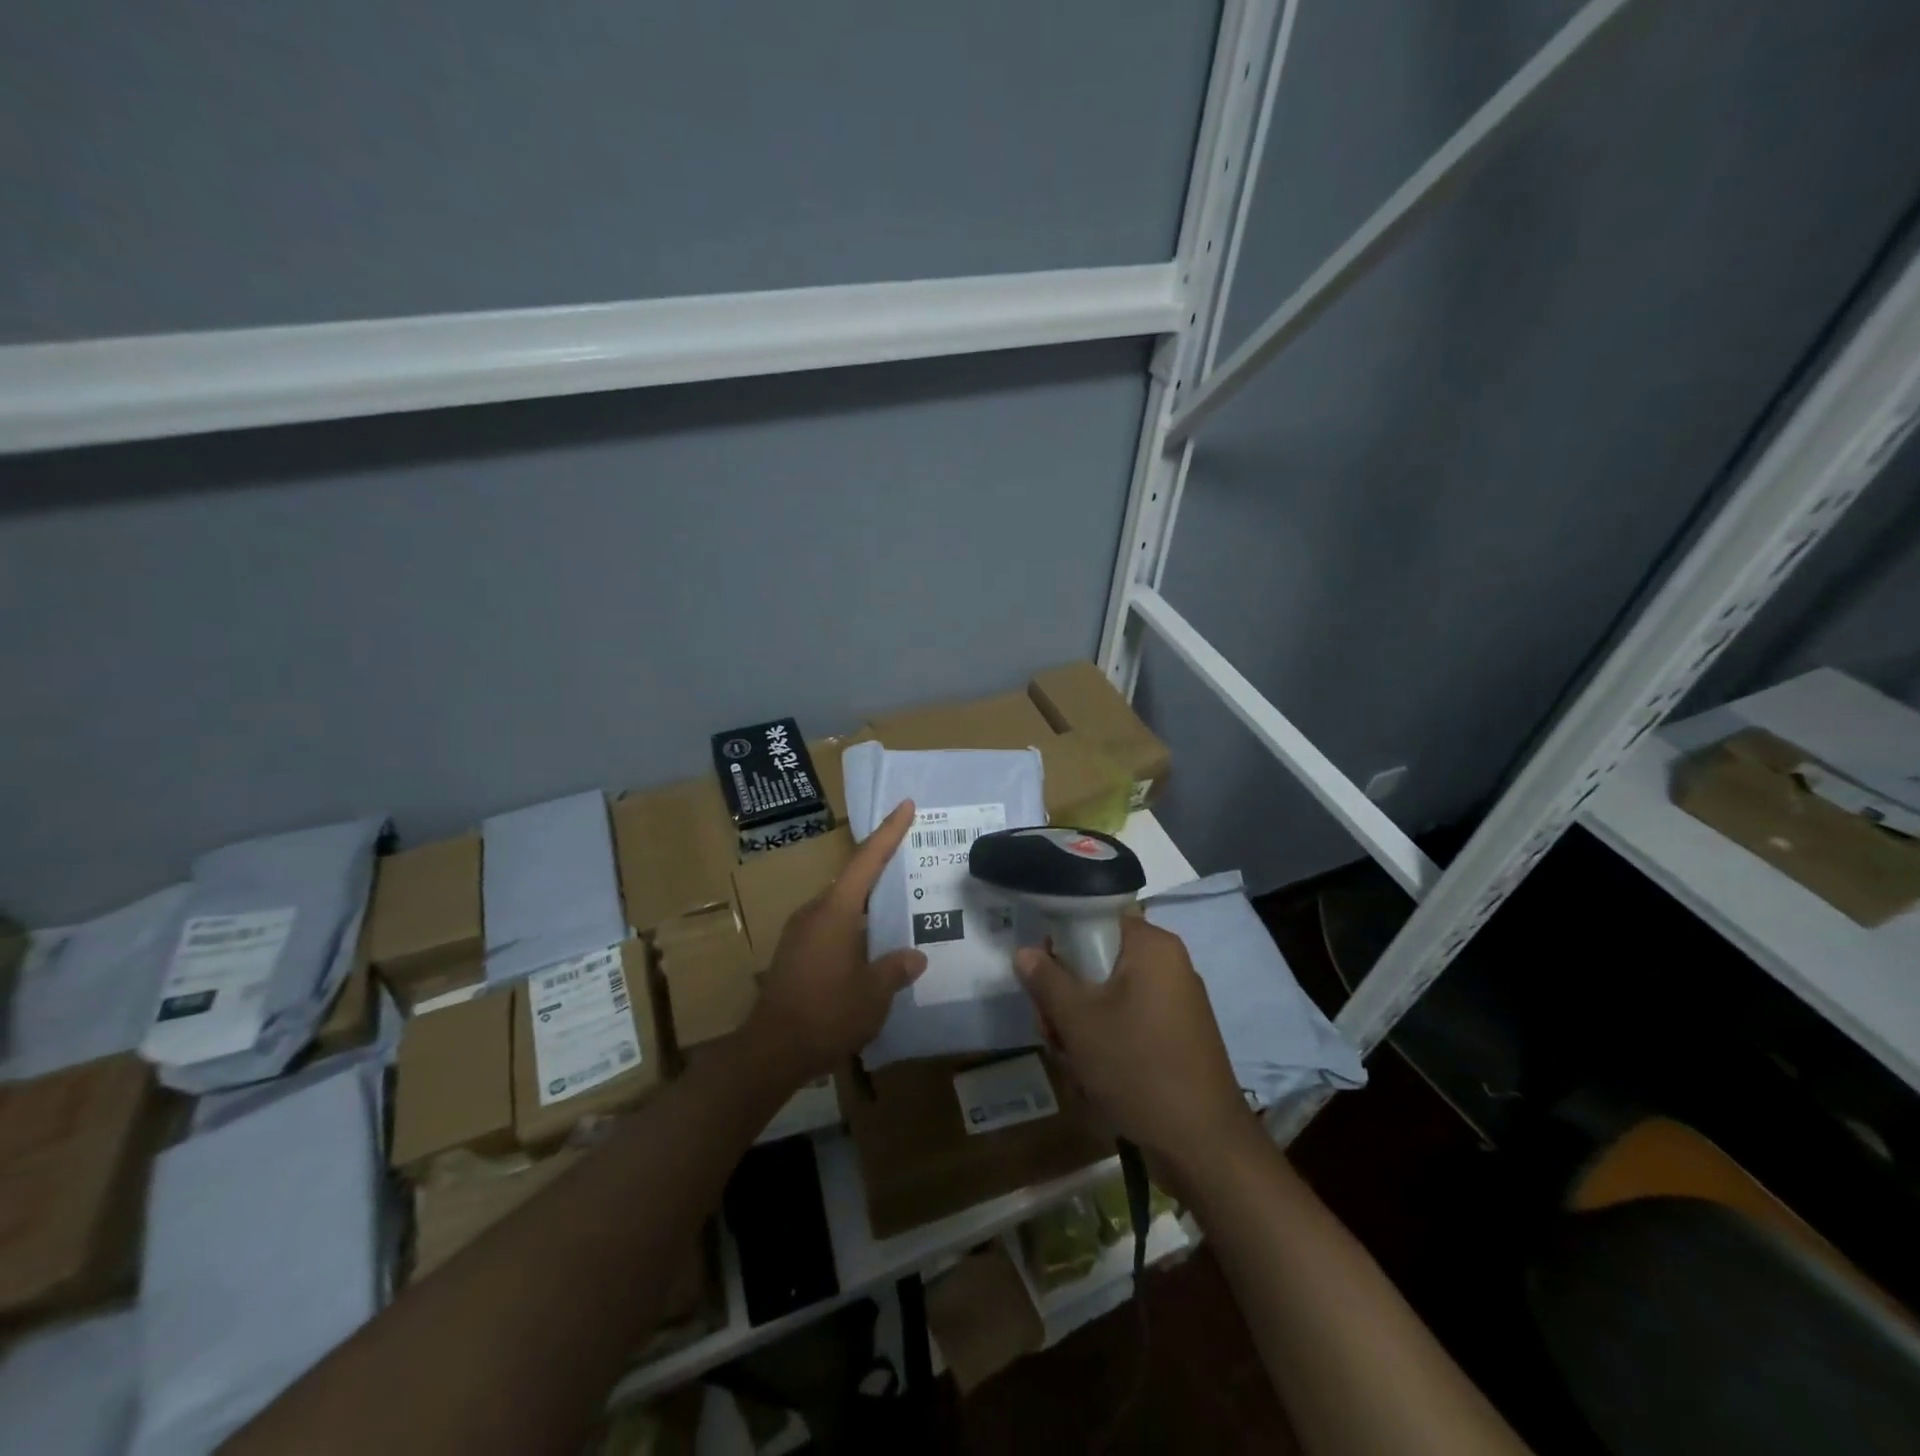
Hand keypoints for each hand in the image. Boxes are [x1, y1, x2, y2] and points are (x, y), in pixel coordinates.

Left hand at [747, 801, 926, 1084]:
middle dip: (880, 868)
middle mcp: (815, 912)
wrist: (769, 1052)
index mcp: (837, 911)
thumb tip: (914, 957)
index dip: (889, 832)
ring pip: (840, 906)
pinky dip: (852, 927)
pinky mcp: (792, 953)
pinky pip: (830, 927)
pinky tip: (868, 947)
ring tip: (895, 910)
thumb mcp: (873, 995)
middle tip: (910, 862)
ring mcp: (799, 932)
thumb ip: (895, 970)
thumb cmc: (826, 1014)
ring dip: (866, 904)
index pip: (867, 860)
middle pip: (853, 880)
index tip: (905, 805)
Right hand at [1015, 917, 1251, 1178]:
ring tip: (1071, 1060)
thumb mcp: (1078, 1021)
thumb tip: (1025, 951)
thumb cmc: (1137, 1066)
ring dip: (1082, 1023)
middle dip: (1068, 994)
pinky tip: (1093, 1075)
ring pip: (1110, 995)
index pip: (1097, 916)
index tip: (1043, 969)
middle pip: (1100, 959)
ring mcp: (1176, 1001)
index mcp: (1152, 946)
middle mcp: (1168, 964)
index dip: (1063, 936)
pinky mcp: (1178, 1035)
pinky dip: (1107, 1040)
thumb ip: (1046, 979)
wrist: (1202, 1144)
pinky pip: (1130, 1020)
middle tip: (1051, 1028)